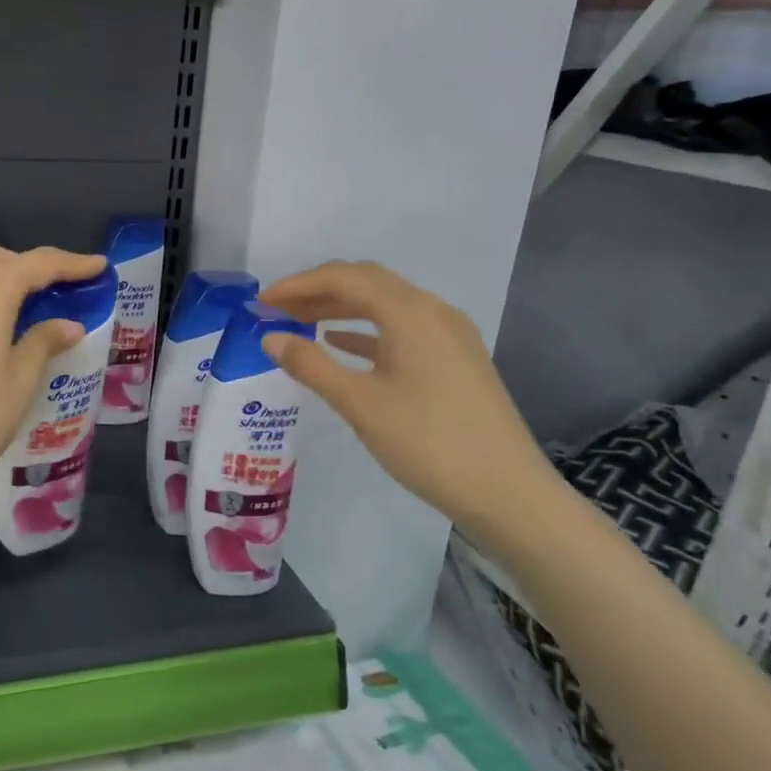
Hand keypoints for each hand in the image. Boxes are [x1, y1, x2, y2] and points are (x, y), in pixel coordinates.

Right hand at [260, 262, 561, 542]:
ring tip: (299, 323)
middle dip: (318, 291)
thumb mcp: (360, 403)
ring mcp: (449, 335)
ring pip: (385, 305)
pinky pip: (401, 329)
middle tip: (276, 310)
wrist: (508, 492)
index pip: (346, 278)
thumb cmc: (428, 442)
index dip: (299, 284)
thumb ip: (311, 365)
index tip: (263, 302)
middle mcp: (433, 311)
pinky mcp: (455, 359)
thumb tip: (270, 338)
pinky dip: (365, 331)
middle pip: (367, 283)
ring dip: (340, 308)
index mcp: (411, 312)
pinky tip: (340, 345)